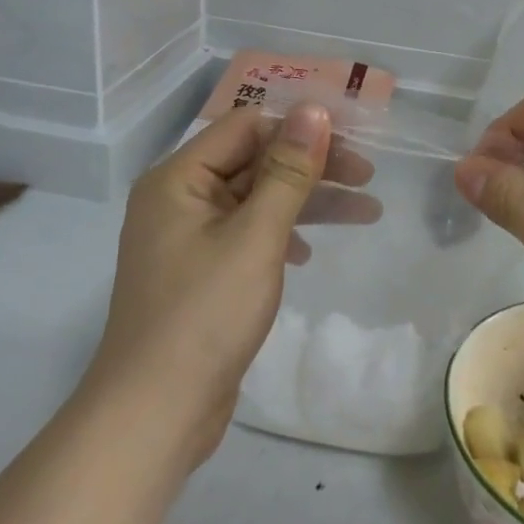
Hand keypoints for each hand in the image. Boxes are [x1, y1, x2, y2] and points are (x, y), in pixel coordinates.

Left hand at [84, 103, 377, 466]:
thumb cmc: (205, 314)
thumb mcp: (256, 235)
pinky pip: (248, 233)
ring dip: (308, 201)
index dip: (299, 128)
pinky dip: (283, 234)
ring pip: (257, 199)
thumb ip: (287, 170)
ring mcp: (188, 237)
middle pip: (255, 161)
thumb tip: (312, 110)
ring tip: (367, 212)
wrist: (155, 413)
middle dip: (312, 167)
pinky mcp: (201, 272)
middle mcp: (179, 198)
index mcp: (179, 178)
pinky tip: (308, 254)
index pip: (246, 126)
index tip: (352, 141)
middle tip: (368, 178)